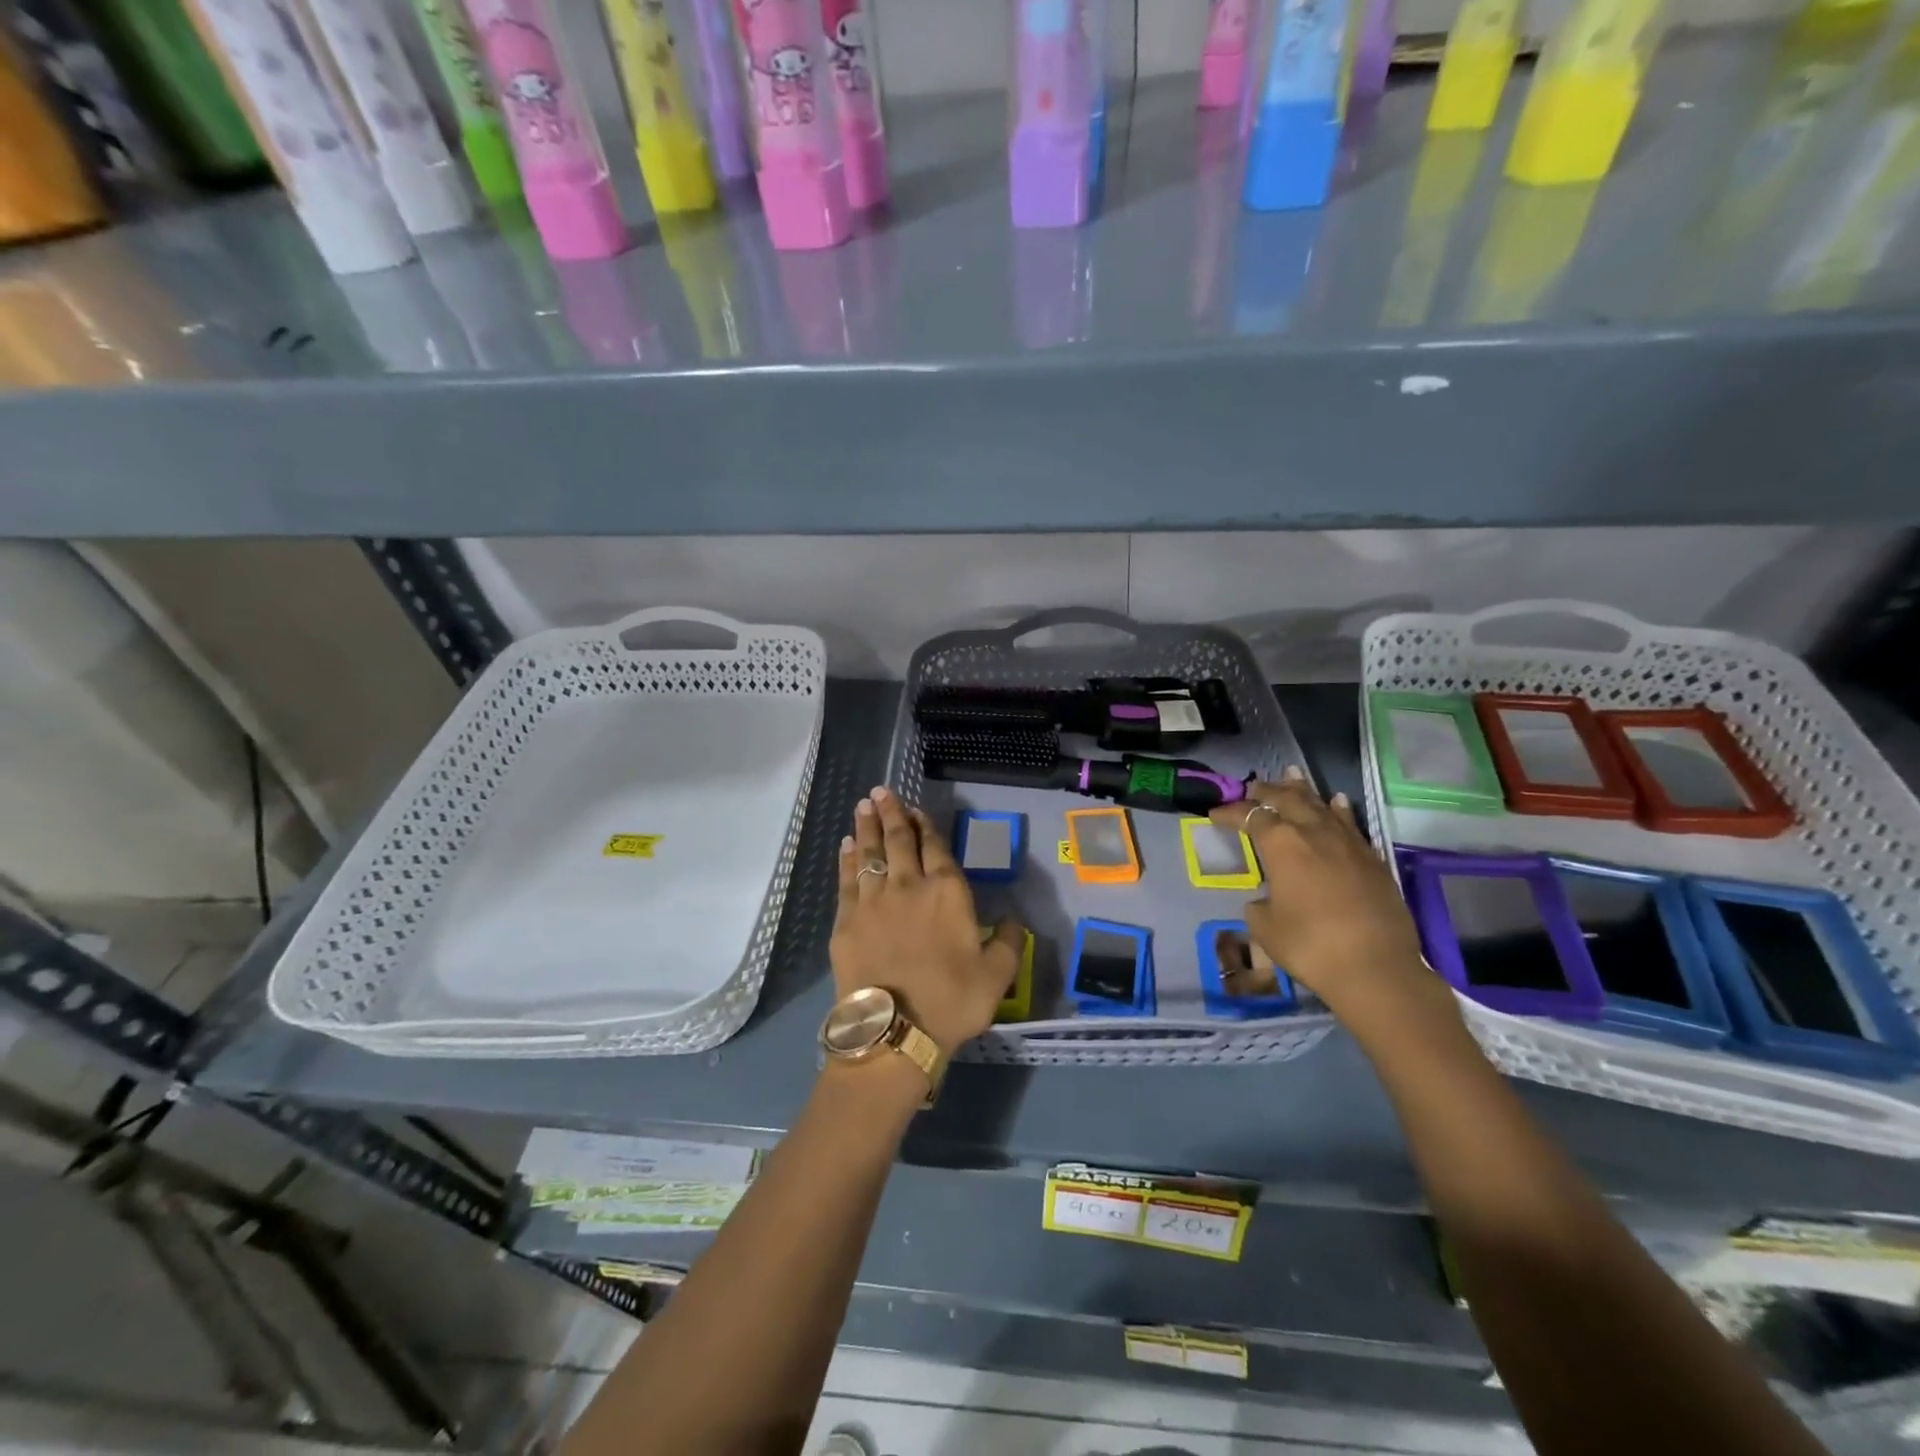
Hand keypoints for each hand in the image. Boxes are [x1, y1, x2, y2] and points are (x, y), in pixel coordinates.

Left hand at [830, 786, 1025, 1056]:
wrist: (894, 1031)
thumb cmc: (951, 1001)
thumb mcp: (997, 975)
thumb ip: (1008, 942)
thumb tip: (1013, 919)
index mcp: (947, 892)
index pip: (935, 847)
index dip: (925, 825)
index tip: (916, 809)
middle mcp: (908, 885)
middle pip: (898, 840)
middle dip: (891, 813)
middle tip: (881, 791)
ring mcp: (873, 900)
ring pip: (869, 853)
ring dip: (867, 827)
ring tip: (864, 805)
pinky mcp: (846, 920)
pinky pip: (846, 879)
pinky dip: (847, 858)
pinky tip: (846, 845)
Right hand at [1209, 768, 1456, 1036]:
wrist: (1377, 969)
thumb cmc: (1310, 946)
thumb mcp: (1265, 928)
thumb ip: (1260, 905)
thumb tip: (1267, 900)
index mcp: (1281, 844)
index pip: (1250, 816)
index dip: (1230, 813)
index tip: (1214, 815)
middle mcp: (1314, 833)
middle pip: (1287, 800)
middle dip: (1267, 791)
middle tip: (1253, 787)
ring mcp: (1347, 843)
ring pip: (1321, 805)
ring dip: (1303, 791)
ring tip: (1292, 776)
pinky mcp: (1372, 859)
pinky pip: (1350, 824)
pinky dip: (1338, 810)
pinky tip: (1336, 803)